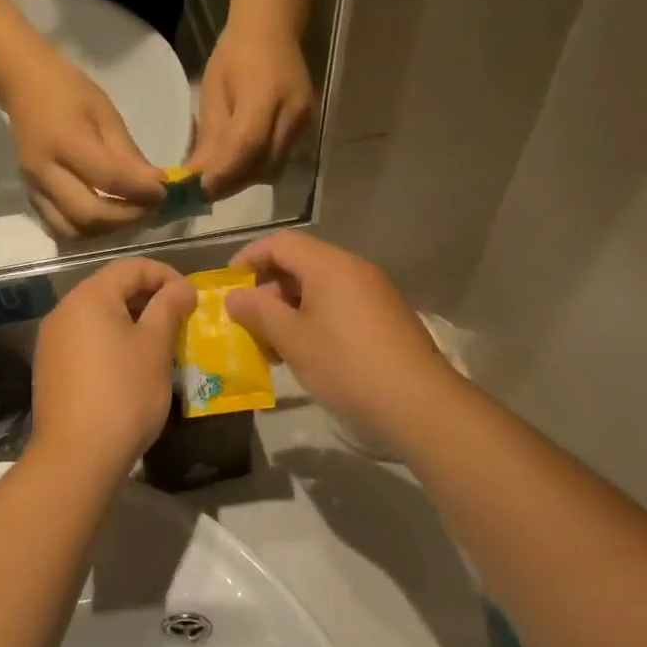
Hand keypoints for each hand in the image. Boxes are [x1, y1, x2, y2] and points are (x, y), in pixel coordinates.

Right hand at [6, 57, 163, 238]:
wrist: (23, 85)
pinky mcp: (30, 197)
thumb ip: (128, 154)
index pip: (110, 179)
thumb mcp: (106, 114)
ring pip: (72, 231)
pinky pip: (59, 227)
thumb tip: (155, 184)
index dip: (142, 192)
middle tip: (150, 209)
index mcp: (65, 141)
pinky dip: (86, 230)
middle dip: (127, 218)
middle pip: (89, 215)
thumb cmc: (69, 92)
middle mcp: (45, 172)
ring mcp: (33, 188)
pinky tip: (105, 217)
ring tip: (128, 215)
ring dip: (106, 230)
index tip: (164, 192)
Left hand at [30, 259, 196, 478]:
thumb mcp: (155, 347)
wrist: (77, 457)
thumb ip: (169, 307)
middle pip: (112, 288)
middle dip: (150, 298)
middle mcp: (64, 310)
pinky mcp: (51, 367)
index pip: (132, 267)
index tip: (192, 299)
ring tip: (161, 343)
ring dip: (133, 321)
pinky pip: (87, 339)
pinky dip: (113, 341)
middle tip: (181, 320)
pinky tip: (132, 366)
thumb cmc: (124, 394)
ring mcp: (53, 340)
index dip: (166, 275)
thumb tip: (182, 287)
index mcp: (88, 297)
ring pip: (99, 315)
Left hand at [187, 26, 314, 199]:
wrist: (272, 31)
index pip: (247, 145)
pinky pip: (279, 160)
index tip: (197, 190)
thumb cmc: (234, 55)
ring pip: (272, 169)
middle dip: (230, 183)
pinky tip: (237, 166)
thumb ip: (210, 137)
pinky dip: (255, 169)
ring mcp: (304, 124)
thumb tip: (197, 177)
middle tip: (201, 192)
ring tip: (217, 180)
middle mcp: (293, 114)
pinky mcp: (306, 129)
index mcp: (266, 95)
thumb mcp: (213, 92)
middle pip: (262, 165)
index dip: (222, 173)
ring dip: (243, 180)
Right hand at [225, 231, 462, 446]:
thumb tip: (234, 296)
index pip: (280, 243)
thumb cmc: (346, 365)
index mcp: (329, 265)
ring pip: (318, 289)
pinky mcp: (384, 317)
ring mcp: (373, 293)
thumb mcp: (292, 339)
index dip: (248, 259)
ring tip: (272, 347)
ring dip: (288, 310)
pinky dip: (313, 320)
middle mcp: (353, 269)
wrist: (418, 403)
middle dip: (267, 291)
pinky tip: (304, 354)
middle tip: (247, 324)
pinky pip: (338, 306)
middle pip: (299, 264)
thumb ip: (258, 312)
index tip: (227, 287)